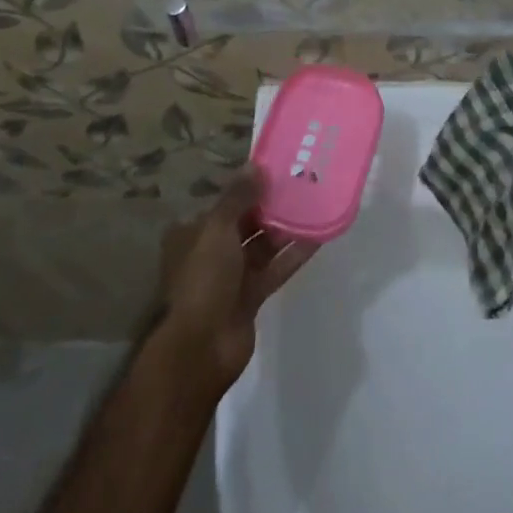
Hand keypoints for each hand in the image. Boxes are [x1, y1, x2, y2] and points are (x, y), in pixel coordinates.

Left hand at [153, 167, 317, 394]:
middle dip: (270, 205)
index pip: (224, 203)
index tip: (276, 170)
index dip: (248, 186)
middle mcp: (211, 251)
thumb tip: (256, 166)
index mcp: (194, 232)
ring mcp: (232, 276)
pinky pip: (276, 268)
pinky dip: (294, 254)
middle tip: (302, 183)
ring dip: (285, 228)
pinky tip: (319, 237)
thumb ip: (238, 197)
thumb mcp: (217, 229)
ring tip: (315, 204)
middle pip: (245, 222)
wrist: (201, 347)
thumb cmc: (203, 279)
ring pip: (263, 245)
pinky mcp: (252, 296)